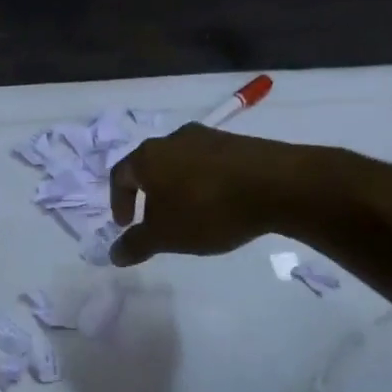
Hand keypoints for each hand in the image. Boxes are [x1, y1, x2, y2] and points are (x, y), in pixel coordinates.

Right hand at [108, 124, 297, 265]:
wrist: (278, 185)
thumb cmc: (207, 209)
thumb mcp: (165, 236)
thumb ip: (136, 245)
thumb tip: (114, 254)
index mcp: (149, 156)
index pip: (121, 175)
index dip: (119, 202)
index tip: (126, 225)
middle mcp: (174, 139)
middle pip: (151, 166)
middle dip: (149, 194)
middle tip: (156, 221)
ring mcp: (209, 137)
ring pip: (181, 163)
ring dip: (178, 188)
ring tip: (190, 215)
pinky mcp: (239, 143)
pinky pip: (210, 164)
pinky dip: (205, 184)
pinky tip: (219, 205)